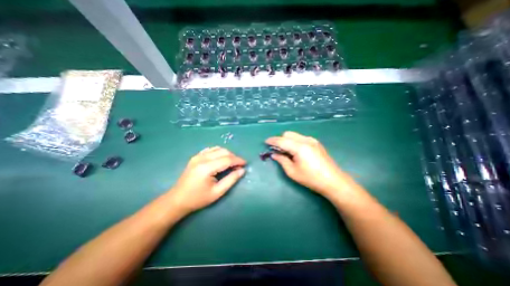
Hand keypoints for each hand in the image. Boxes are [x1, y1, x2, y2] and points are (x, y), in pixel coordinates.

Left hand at [169, 147, 245, 214]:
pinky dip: (219, 152)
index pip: (227, 159)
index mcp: (207, 168)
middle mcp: (202, 158)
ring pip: (218, 148)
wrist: (177, 200)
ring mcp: (197, 156)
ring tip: (231, 163)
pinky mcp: (195, 157)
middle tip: (239, 166)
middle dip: (234, 157)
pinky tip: (221, 159)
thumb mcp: (217, 192)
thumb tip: (242, 170)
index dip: (238, 160)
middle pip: (223, 152)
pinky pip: (210, 149)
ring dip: (227, 154)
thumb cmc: (198, 199)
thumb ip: (231, 179)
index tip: (245, 164)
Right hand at [265, 131, 348, 196]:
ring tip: (286, 151)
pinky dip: (294, 141)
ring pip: (295, 135)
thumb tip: (274, 154)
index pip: (282, 140)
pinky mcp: (316, 143)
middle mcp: (306, 140)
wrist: (333, 181)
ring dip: (287, 140)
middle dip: (280, 139)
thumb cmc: (311, 178)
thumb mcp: (292, 172)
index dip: (272, 140)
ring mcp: (312, 140)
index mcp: (299, 147)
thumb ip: (282, 160)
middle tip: (276, 150)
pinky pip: (301, 138)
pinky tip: (295, 151)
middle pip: (288, 134)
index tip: (265, 142)